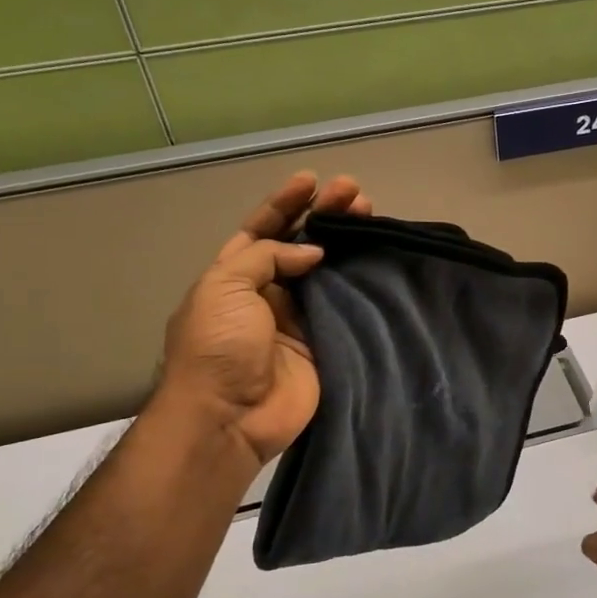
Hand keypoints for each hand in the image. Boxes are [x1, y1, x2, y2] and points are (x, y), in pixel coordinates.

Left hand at [156, 171, 371, 463]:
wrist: (231, 417)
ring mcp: (298, 320)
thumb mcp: (225, 287)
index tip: (312, 180)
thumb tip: (313, 252)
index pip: (262, 230)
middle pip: (300, 246)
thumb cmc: (218, 346)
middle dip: (324, 217)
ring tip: (373, 217)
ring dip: (348, 246)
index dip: (285, 204)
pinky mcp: (324, 344)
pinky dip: (360, 285)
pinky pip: (345, 308)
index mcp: (234, 276)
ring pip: (328, 274)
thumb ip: (267, 258)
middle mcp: (267, 294)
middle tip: (355, 194)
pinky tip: (378, 263)